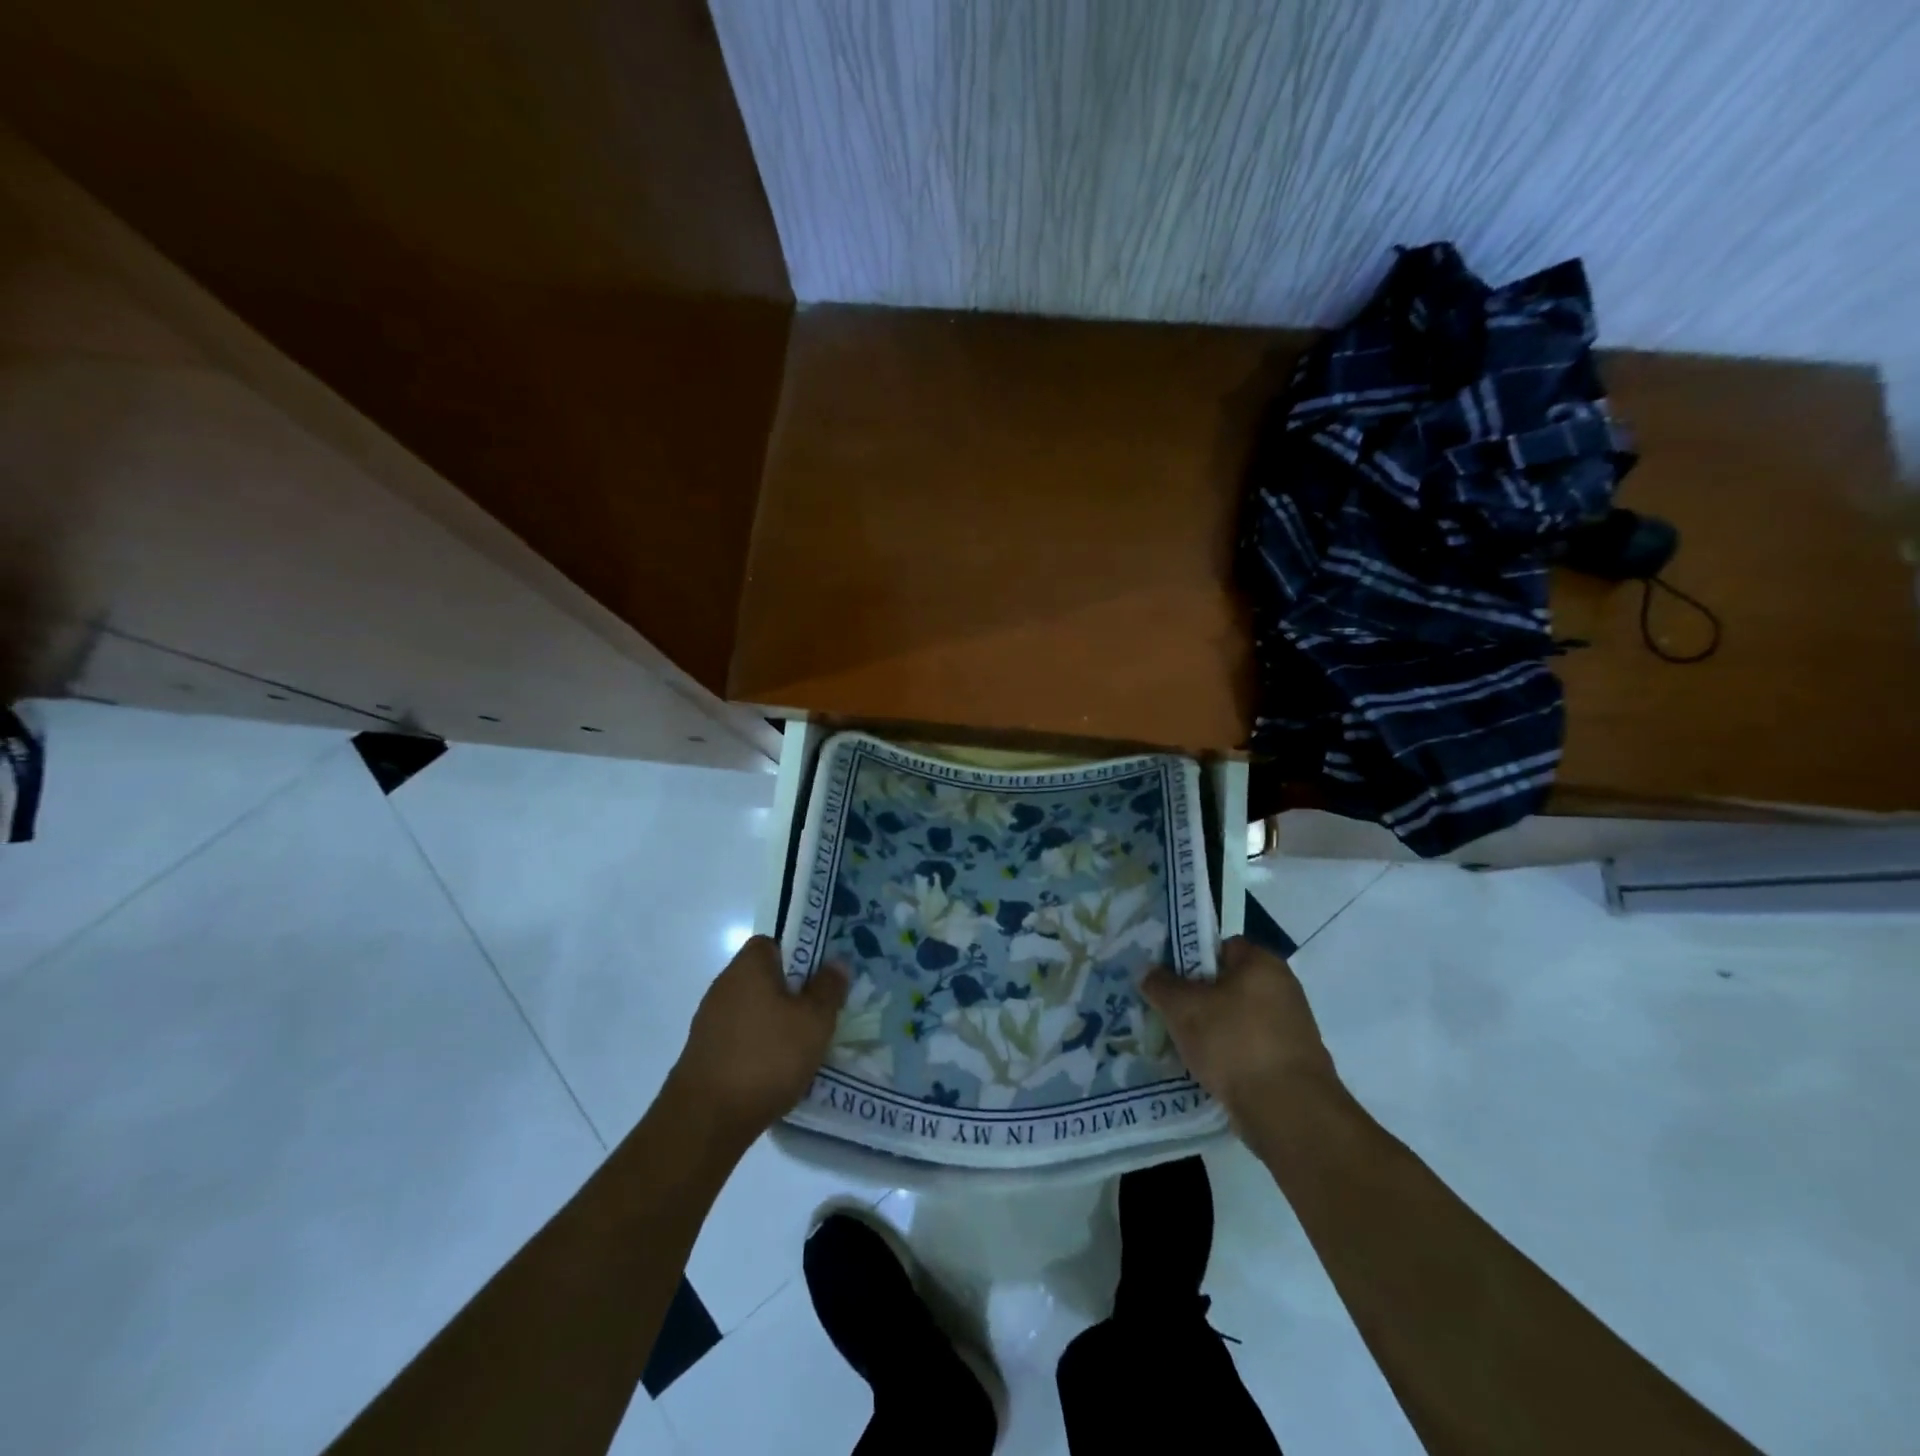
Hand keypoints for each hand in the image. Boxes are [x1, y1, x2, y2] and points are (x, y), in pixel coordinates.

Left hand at [666, 937, 847, 1148]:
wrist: (706, 1120)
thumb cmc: (767, 1057)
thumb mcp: (814, 1021)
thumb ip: (828, 988)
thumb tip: (836, 962)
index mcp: (749, 966)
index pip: (773, 943)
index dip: (799, 955)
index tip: (820, 979)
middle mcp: (724, 985)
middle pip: (764, 977)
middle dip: (792, 993)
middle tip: (820, 1014)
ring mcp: (710, 1020)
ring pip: (754, 1009)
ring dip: (776, 1023)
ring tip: (803, 1047)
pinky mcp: (704, 1052)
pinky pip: (741, 1037)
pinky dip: (759, 1047)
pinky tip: (776, 1071)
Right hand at [1141, 936, 1340, 1132]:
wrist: (1287, 1112)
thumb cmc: (1234, 1043)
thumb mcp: (1183, 1008)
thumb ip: (1161, 985)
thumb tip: (1148, 972)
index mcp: (1263, 964)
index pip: (1221, 946)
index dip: (1191, 958)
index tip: (1167, 978)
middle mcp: (1283, 989)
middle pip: (1228, 983)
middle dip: (1198, 997)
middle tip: (1169, 1011)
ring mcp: (1291, 1028)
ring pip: (1237, 1018)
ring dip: (1212, 1029)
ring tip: (1182, 1043)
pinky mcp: (1291, 1063)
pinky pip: (1250, 1048)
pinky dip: (1230, 1055)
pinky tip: (1207, 1069)